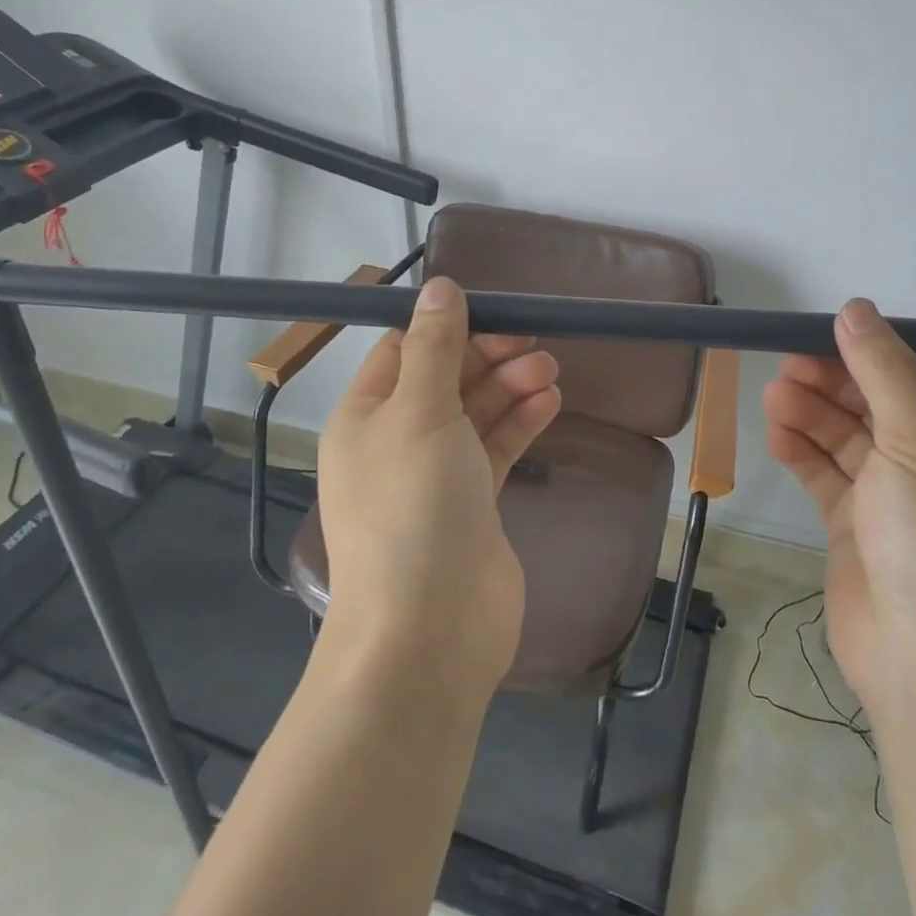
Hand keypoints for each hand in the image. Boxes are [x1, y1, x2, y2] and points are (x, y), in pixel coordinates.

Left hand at [317, 277, 560, 693]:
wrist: (429, 629)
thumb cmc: (413, 507)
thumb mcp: (420, 412)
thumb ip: (435, 348)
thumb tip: (438, 286)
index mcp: (366, 416)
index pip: (403, 352)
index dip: (446, 327)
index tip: (494, 310)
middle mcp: (395, 442)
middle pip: (445, 380)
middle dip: (487, 357)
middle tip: (534, 343)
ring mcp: (435, 476)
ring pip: (474, 414)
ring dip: (509, 387)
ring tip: (549, 369)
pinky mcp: (471, 504)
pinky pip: (495, 449)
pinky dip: (519, 423)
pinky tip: (549, 402)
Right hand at [764, 298, 915, 725]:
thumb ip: (884, 372)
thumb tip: (856, 309)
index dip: (876, 350)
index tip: (824, 332)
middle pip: (879, 403)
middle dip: (834, 381)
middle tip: (785, 364)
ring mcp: (896, 498)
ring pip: (849, 439)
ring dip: (812, 414)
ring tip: (773, 396)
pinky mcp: (859, 529)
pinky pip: (828, 477)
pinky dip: (803, 454)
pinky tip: (776, 436)